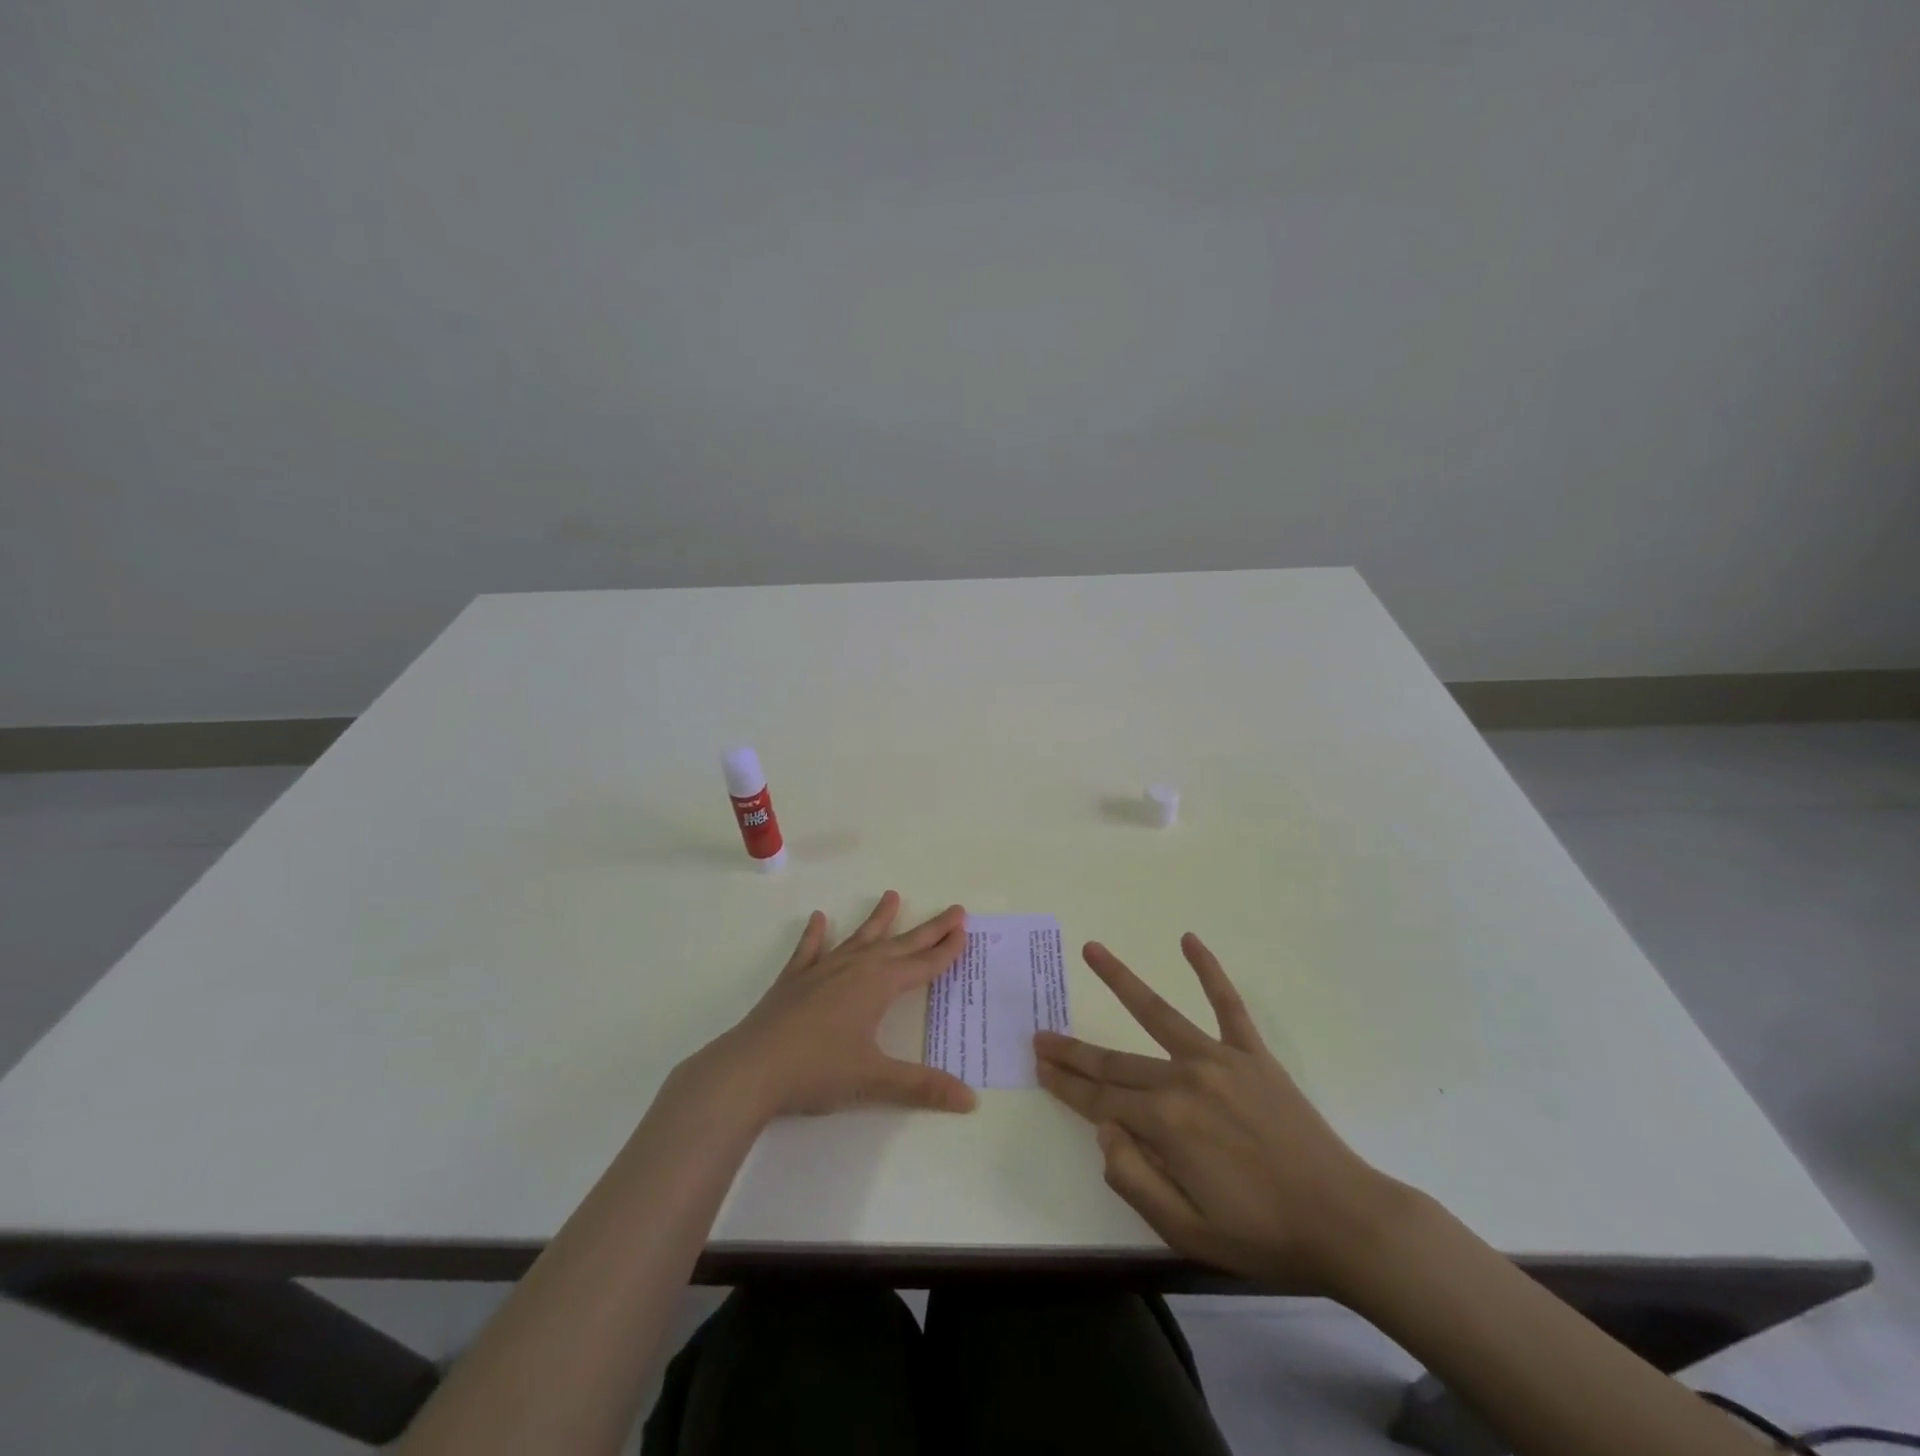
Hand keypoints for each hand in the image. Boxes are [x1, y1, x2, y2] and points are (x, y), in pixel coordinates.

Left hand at [703, 891, 976, 1119]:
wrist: (751, 1069)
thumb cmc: (817, 1071)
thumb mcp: (875, 1080)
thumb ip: (923, 1087)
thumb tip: (971, 1100)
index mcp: (878, 986)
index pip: (923, 964)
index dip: (946, 949)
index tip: (964, 929)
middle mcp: (855, 968)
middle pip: (900, 944)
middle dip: (929, 929)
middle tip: (953, 909)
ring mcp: (822, 970)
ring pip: (859, 938)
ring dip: (878, 919)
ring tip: (892, 895)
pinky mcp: (794, 980)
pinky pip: (810, 950)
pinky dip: (816, 935)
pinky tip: (819, 918)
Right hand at [1034, 934, 1399, 1293]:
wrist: (1346, 1222)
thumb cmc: (1262, 1235)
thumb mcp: (1185, 1231)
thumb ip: (1132, 1178)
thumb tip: (1103, 1129)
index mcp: (1165, 1123)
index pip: (1100, 1100)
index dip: (1066, 1085)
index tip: (1038, 1065)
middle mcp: (1184, 1078)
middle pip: (1116, 1061)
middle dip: (1074, 1051)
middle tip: (1040, 1034)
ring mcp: (1219, 1059)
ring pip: (1158, 1012)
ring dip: (1120, 980)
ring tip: (1090, 950)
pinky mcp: (1252, 1054)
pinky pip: (1227, 1003)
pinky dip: (1209, 969)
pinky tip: (1189, 939)